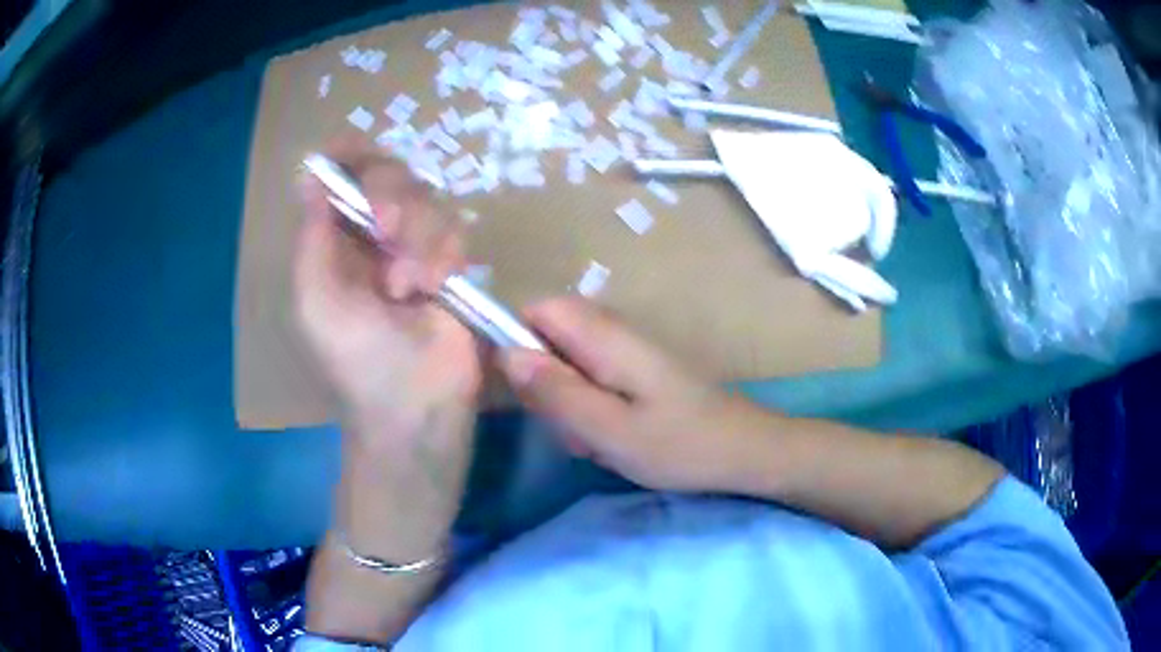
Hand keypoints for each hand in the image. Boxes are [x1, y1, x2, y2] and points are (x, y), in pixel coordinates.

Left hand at [294, 135, 480, 439]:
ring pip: (425, 200)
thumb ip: (312, 235)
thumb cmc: (352, 358)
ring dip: (416, 238)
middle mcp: (372, 237)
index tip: (352, 149)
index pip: (341, 179)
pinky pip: (454, 230)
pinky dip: (443, 254)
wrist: (412, 405)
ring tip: (407, 287)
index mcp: (334, 241)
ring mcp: (414, 248)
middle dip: (389, 194)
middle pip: (388, 175)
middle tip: (386, 228)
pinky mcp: (451, 265)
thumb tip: (308, 176)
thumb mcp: (314, 298)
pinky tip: (434, 288)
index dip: (346, 156)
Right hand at [497, 297, 769, 492]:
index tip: (526, 391)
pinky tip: (613, 440)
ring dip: (568, 405)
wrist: (745, 451)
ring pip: (568, 365)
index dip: (517, 341)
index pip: (538, 308)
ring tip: (596, 441)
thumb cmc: (681, 444)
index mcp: (605, 336)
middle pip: (549, 339)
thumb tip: (506, 353)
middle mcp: (614, 331)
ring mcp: (627, 351)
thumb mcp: (609, 430)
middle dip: (545, 386)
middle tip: (570, 428)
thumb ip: (556, 392)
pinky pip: (592, 381)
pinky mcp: (637, 371)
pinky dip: (591, 411)